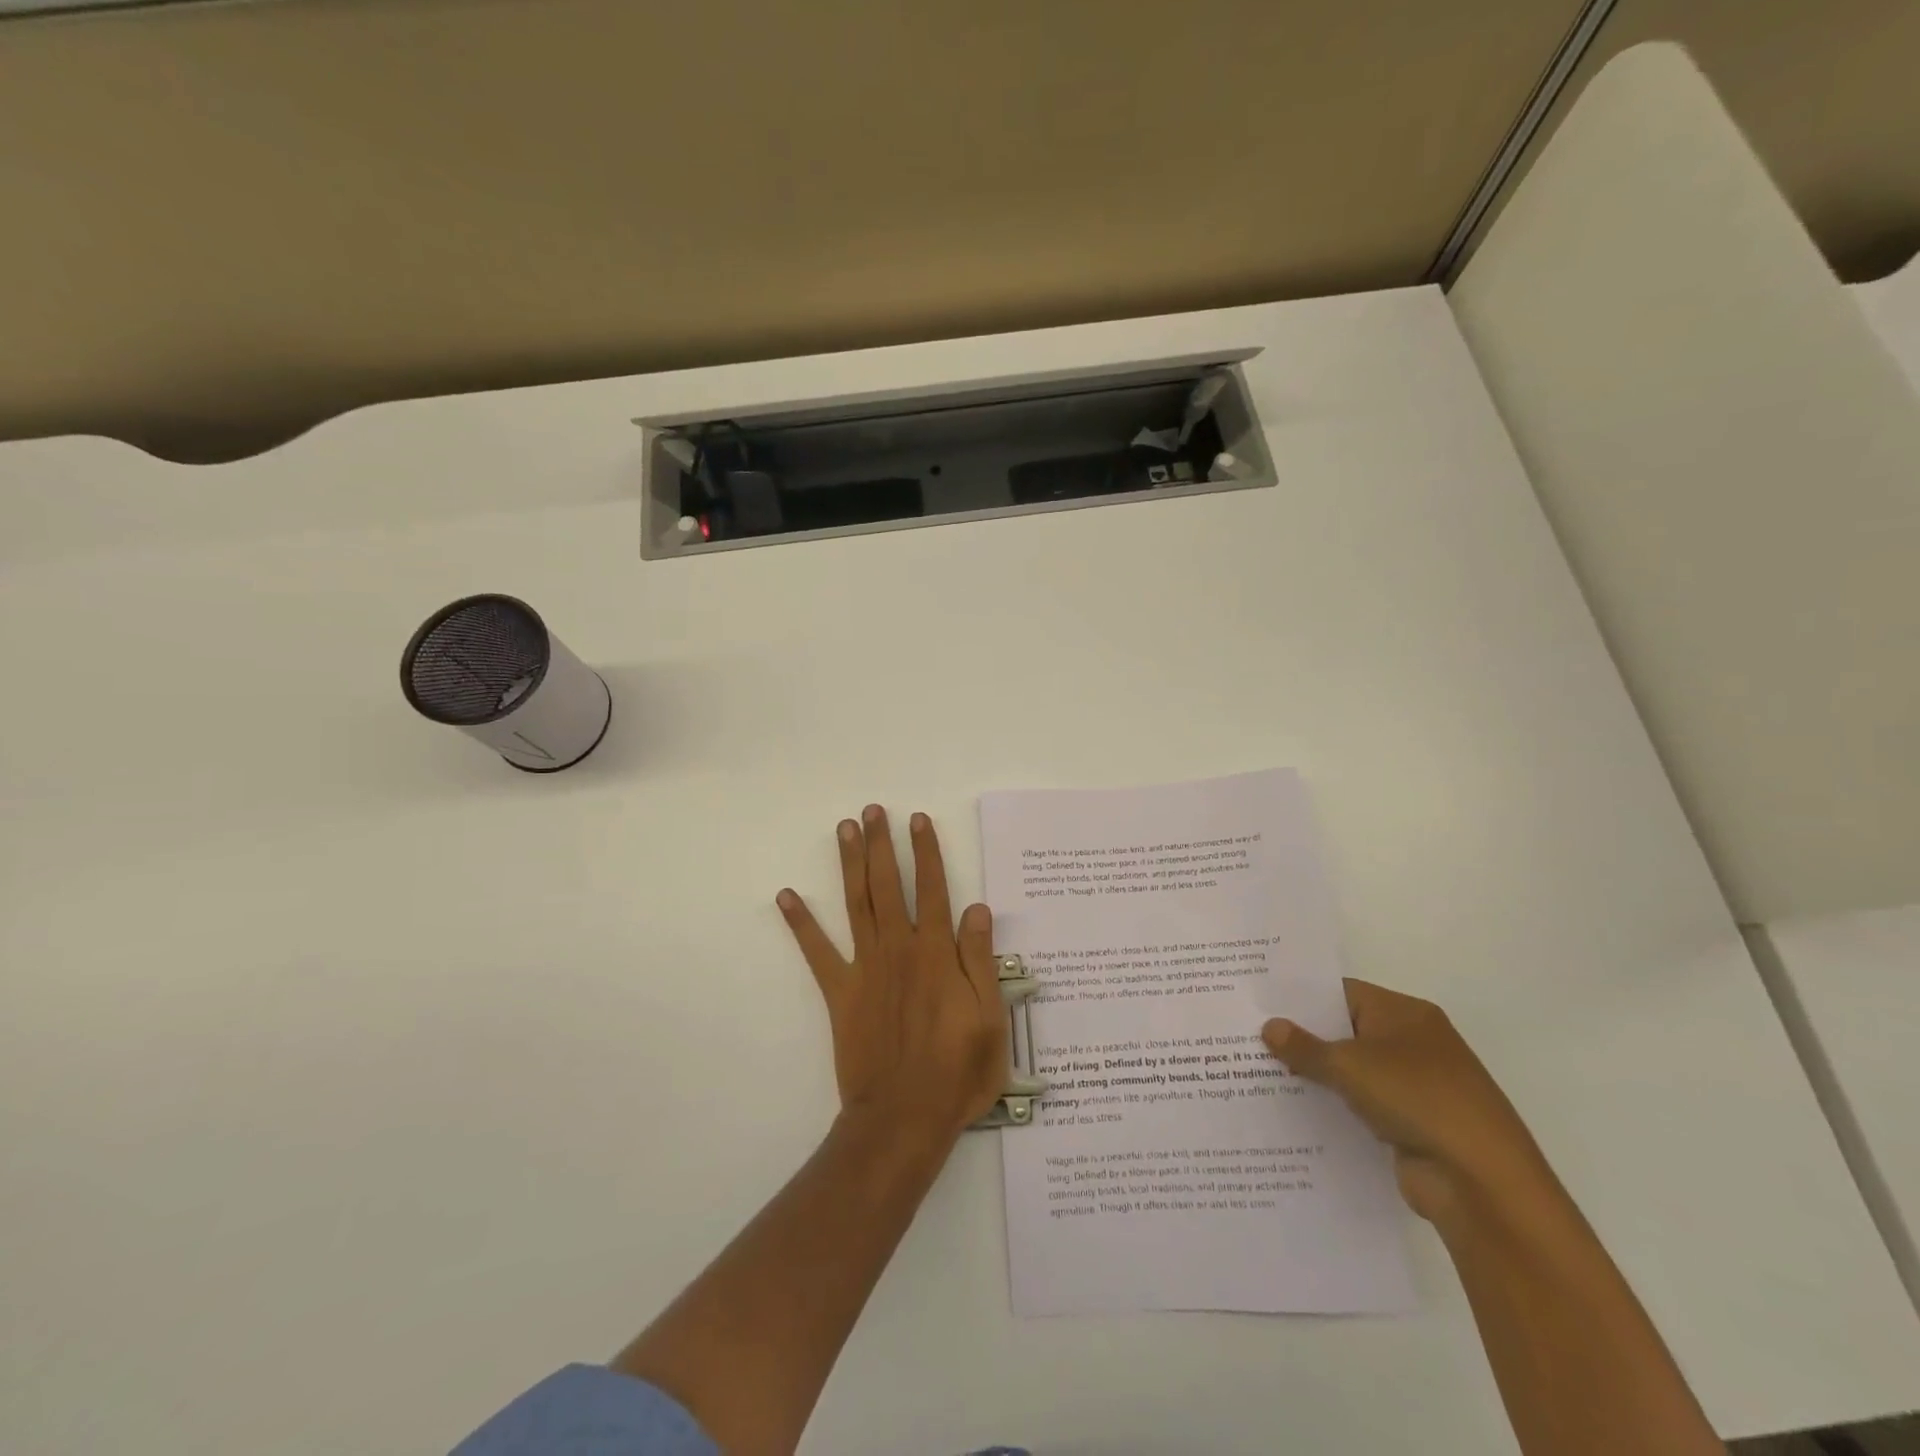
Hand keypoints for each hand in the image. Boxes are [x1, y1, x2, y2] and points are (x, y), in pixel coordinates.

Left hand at [777, 806, 1009, 1148]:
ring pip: (856, 903)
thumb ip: (981, 959)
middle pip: (888, 885)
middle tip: (873, 810)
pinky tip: (786, 896)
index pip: (932, 889)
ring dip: (850, 864)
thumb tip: (977, 908)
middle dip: (881, 844)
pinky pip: (817, 952)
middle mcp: (898, 949)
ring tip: (845, 829)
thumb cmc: (957, 1071)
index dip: (926, 852)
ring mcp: (865, 968)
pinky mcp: (840, 992)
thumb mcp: (990, 1017)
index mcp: (936, 952)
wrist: (903, 1118)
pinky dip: (801, 923)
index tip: (917, 820)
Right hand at [1263, 980, 1553, 1227]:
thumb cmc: (1418, 1099)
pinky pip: (1362, 1105)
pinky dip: (1335, 1107)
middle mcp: (1414, 1042)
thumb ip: (1305, 1047)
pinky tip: (1295, 1110)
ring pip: (1353, 1071)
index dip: (1301, 997)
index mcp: (1406, 1013)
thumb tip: (1269, 1026)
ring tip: (1260, 1072)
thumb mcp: (1350, 1065)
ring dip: (1317, 1075)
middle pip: (1346, 1031)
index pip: (1342, 992)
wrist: (1482, 1183)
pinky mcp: (1412, 1124)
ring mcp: (1416, 1086)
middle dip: (1303, 1037)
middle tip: (1250, 1036)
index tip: (1260, 1002)